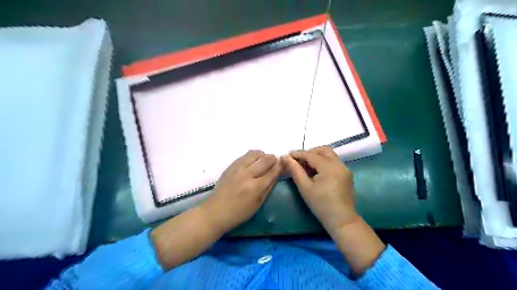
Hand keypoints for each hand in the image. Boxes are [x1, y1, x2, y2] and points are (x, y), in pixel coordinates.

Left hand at [203, 149, 281, 233]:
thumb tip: (277, 173)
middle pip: (266, 158)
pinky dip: (252, 157)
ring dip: (262, 156)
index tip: (283, 165)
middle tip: (272, 165)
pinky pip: (245, 155)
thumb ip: (269, 186)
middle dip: (273, 160)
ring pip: (255, 153)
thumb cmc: (239, 212)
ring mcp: (238, 168)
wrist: (215, 211)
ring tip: (261, 164)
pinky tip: (251, 165)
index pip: (273, 170)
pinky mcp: (231, 165)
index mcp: (256, 186)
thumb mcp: (259, 203)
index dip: (280, 166)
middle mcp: (247, 174)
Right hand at [282, 146, 359, 231]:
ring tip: (305, 166)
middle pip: (323, 150)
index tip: (287, 155)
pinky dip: (323, 162)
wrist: (341, 220)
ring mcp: (345, 169)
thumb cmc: (321, 205)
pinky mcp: (346, 174)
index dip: (298, 154)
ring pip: (329, 155)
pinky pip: (333, 162)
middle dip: (309, 152)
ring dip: (316, 156)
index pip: (311, 155)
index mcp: (330, 167)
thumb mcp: (305, 187)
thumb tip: (285, 157)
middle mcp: (339, 164)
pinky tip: (316, 172)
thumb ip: (295, 170)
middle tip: (298, 161)